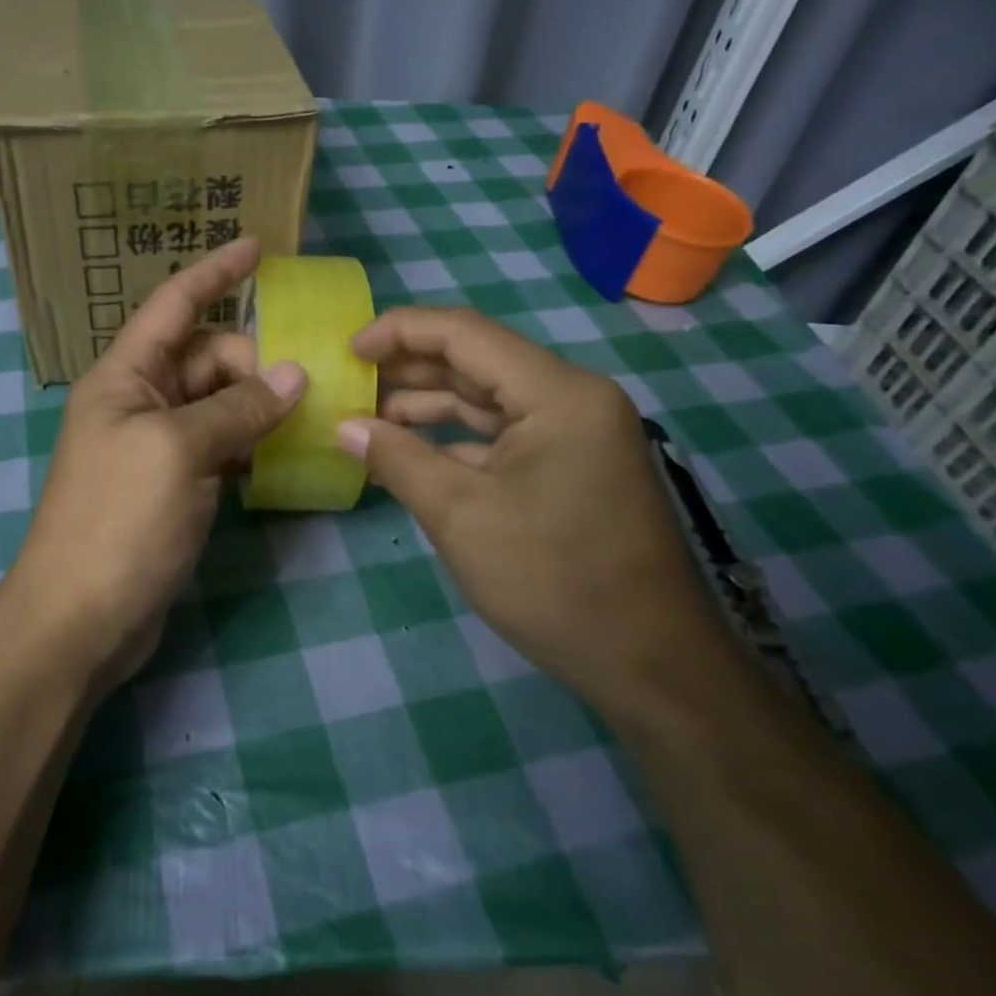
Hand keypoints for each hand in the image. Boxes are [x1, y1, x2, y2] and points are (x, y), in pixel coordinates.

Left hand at [6, 238, 305, 690]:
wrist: (79, 619)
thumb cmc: (119, 520)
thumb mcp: (179, 452)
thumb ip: (238, 408)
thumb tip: (294, 374)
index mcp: (125, 376)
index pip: (174, 306)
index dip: (214, 273)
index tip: (258, 247)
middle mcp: (139, 401)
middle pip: (207, 358)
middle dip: (253, 362)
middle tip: (302, 388)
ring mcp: (157, 446)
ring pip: (219, 403)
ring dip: (258, 404)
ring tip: (307, 413)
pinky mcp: (174, 486)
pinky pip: (220, 445)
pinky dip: (250, 443)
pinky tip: (283, 453)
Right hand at [336, 305, 720, 707]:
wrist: (650, 664)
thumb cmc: (553, 580)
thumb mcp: (460, 515)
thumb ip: (398, 459)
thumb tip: (344, 427)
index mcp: (557, 393)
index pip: (465, 333)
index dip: (400, 331)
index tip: (348, 350)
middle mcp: (571, 398)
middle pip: (477, 360)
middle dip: (409, 367)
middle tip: (349, 380)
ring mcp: (574, 433)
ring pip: (487, 398)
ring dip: (427, 404)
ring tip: (366, 416)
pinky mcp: (569, 466)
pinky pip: (501, 434)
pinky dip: (454, 438)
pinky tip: (409, 449)